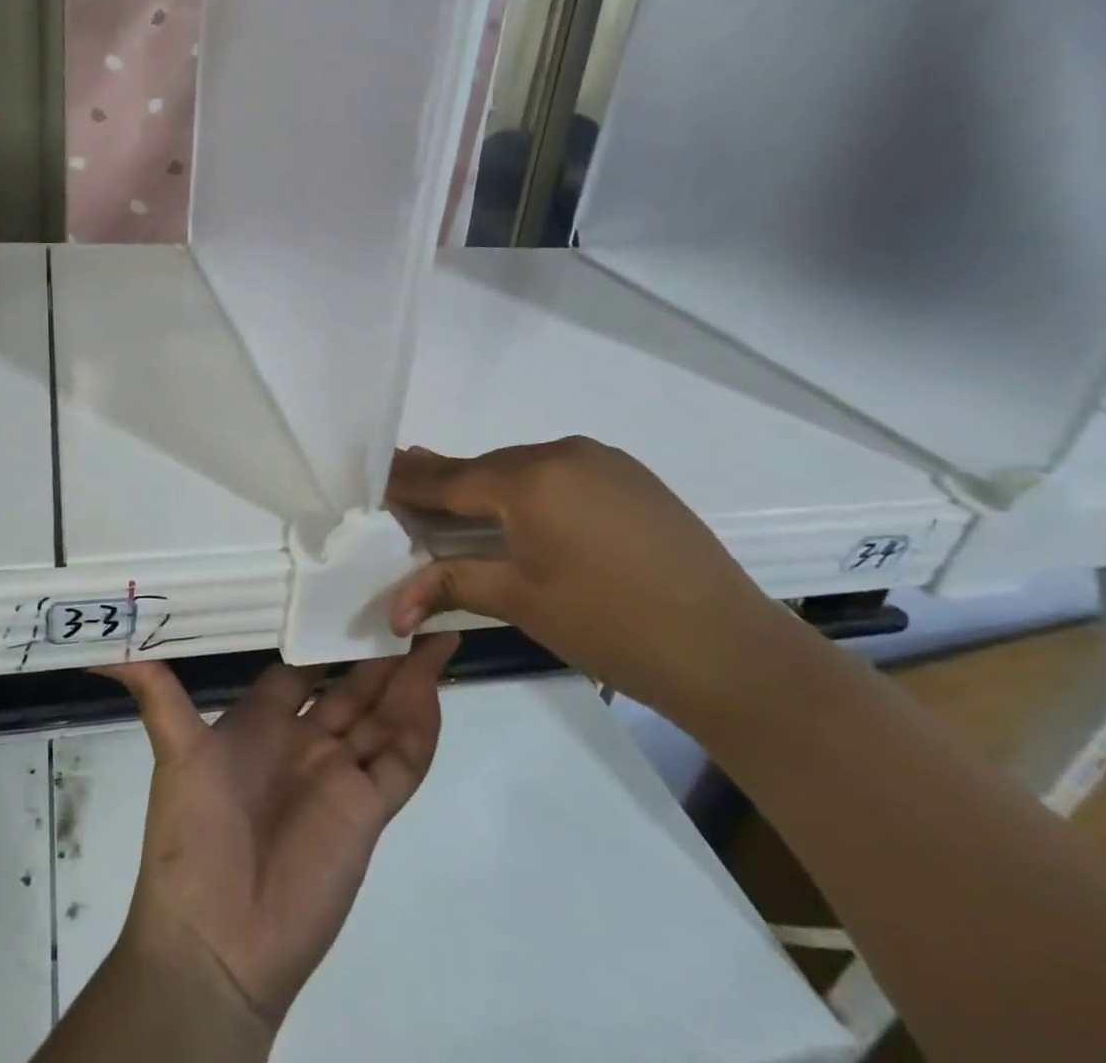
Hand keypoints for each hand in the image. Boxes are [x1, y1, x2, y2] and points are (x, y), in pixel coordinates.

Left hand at [98, 636, 457, 1031]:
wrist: (215, 940)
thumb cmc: (192, 835)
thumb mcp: (173, 749)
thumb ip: (153, 690)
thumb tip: (98, 651)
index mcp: (264, 720)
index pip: (304, 666)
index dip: (324, 633)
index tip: (347, 591)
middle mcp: (306, 741)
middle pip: (353, 686)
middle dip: (379, 651)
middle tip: (410, 604)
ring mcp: (339, 775)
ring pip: (384, 715)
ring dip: (409, 679)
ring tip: (437, 632)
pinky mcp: (366, 811)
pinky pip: (401, 760)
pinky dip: (420, 726)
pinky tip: (433, 688)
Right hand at [386, 439, 790, 733]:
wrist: (732, 652)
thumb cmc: (612, 628)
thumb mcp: (521, 602)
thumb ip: (449, 585)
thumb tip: (391, 608)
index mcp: (530, 481)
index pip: (449, 478)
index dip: (408, 481)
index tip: (374, 477)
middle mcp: (562, 453)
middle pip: (485, 468)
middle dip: (444, 482)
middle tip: (405, 490)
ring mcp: (602, 460)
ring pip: (523, 467)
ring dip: (489, 486)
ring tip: (456, 504)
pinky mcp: (630, 476)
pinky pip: (560, 472)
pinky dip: (530, 488)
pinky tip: (523, 511)